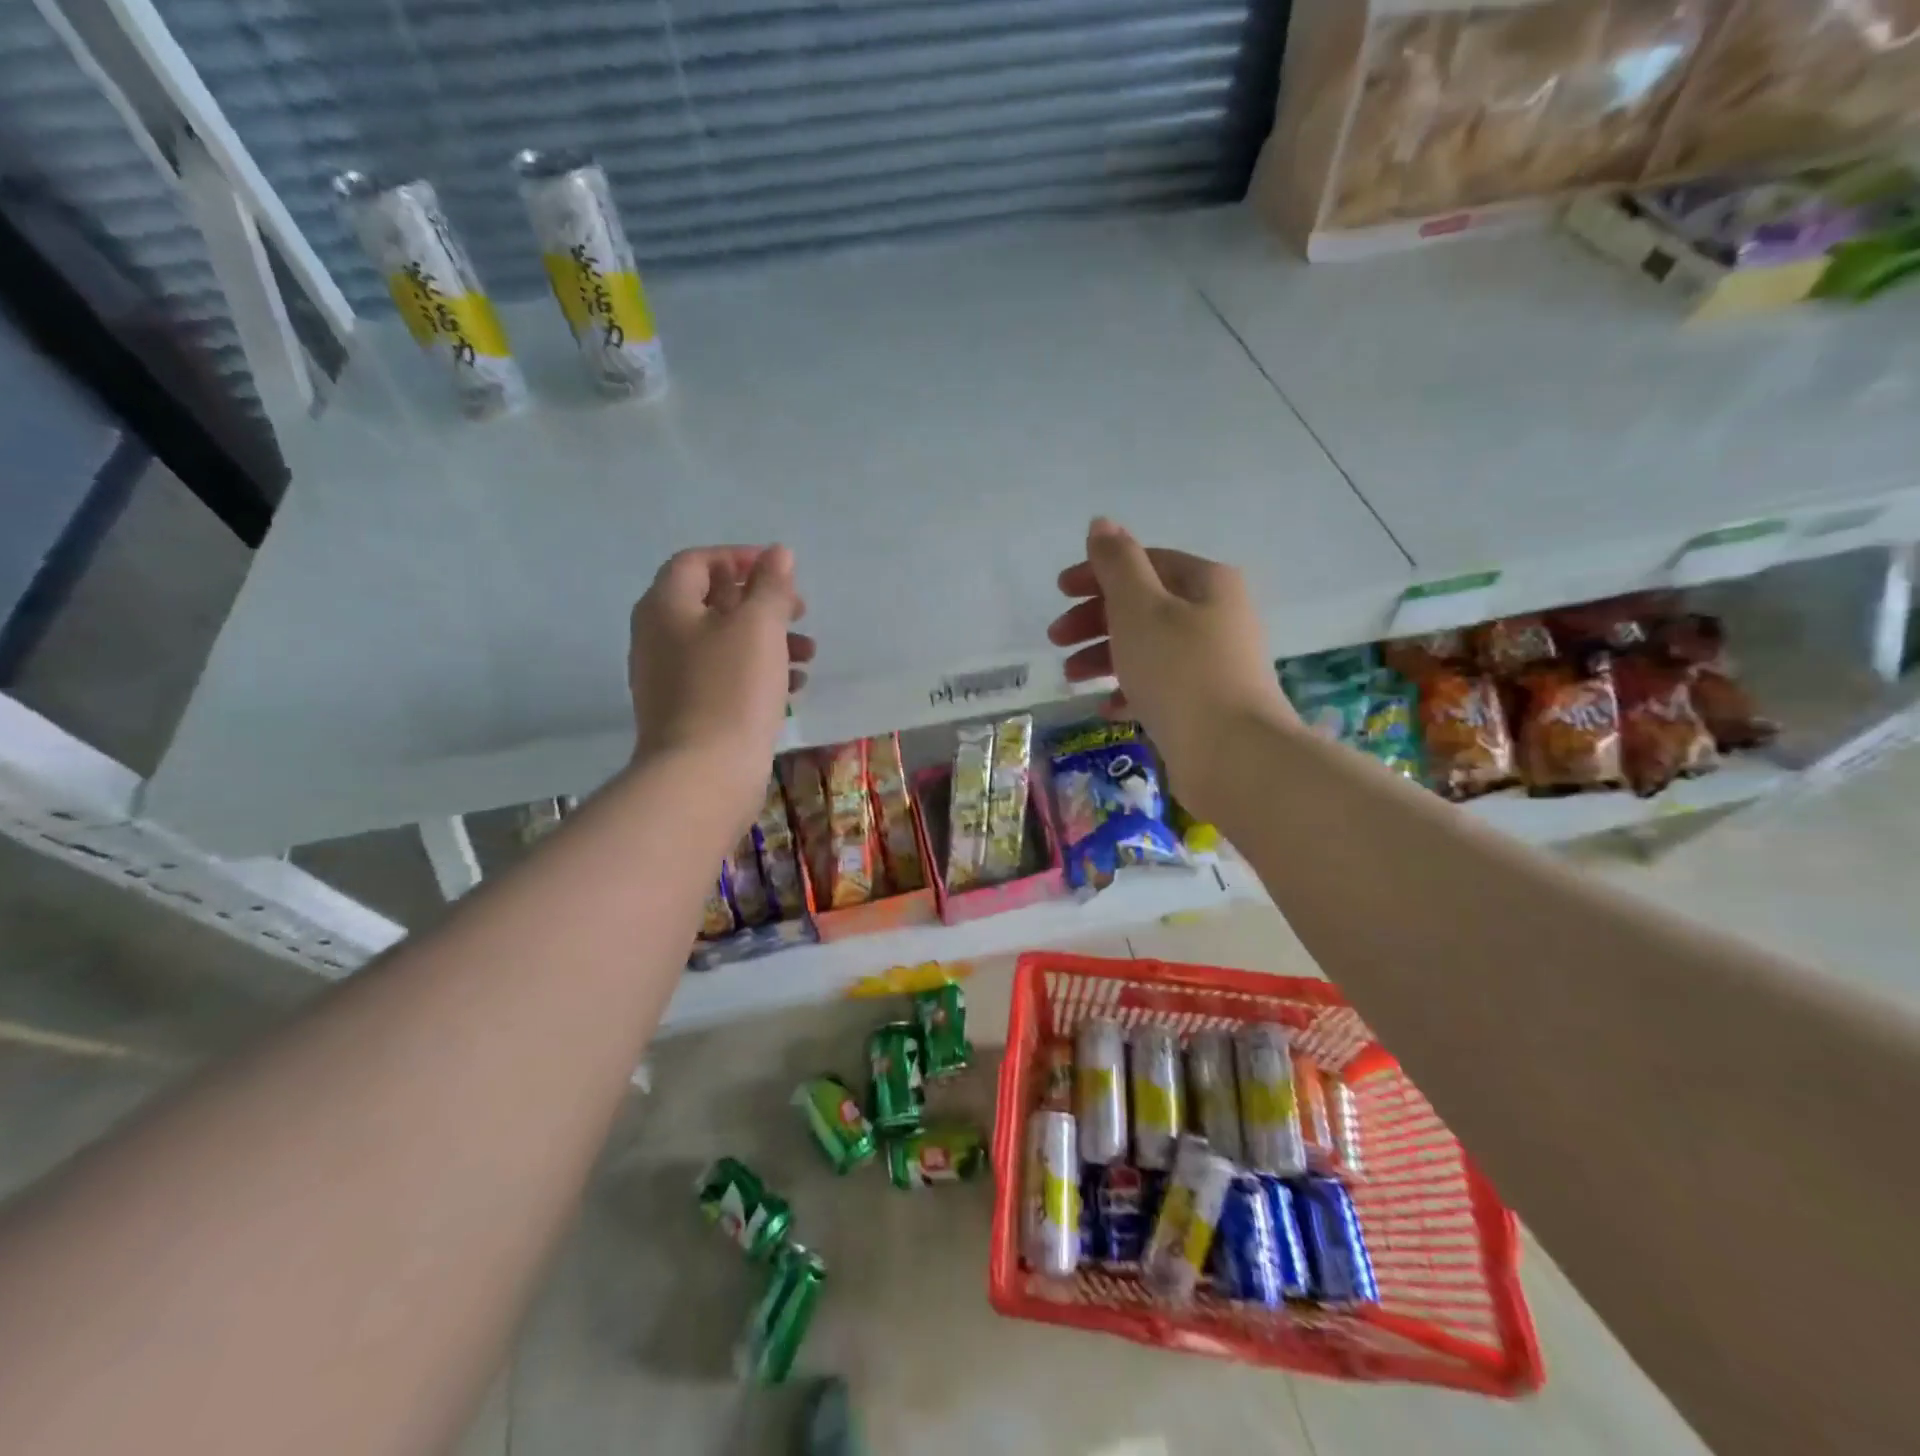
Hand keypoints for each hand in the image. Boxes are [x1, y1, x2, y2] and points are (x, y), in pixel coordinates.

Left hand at [628, 545, 813, 827]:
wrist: (702, 775)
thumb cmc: (731, 689)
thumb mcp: (758, 627)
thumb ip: (770, 585)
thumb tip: (777, 553)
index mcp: (666, 606)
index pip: (696, 562)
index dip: (739, 558)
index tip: (779, 570)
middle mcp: (659, 637)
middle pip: (712, 602)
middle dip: (762, 603)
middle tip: (800, 611)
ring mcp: (670, 678)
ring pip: (724, 643)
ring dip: (768, 640)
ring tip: (808, 654)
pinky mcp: (687, 711)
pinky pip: (724, 677)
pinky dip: (757, 672)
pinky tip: (793, 688)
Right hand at [1047, 518, 1292, 816]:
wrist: (1233, 755)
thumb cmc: (1180, 671)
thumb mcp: (1140, 608)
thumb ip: (1117, 564)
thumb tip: (1101, 524)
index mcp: (1207, 583)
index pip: (1145, 563)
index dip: (1097, 573)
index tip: (1058, 593)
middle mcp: (1217, 616)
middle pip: (1144, 605)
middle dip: (1095, 619)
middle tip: (1055, 639)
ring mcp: (1216, 662)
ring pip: (1149, 647)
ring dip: (1105, 656)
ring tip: (1071, 678)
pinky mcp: (1209, 703)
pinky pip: (1161, 685)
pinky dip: (1130, 689)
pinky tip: (1107, 707)